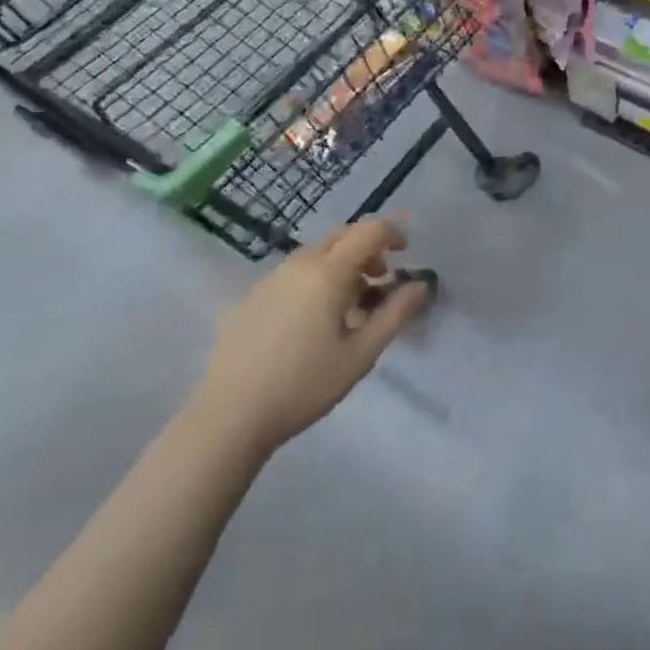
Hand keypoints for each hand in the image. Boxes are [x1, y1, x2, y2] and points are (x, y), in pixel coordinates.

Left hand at [191, 220, 431, 455]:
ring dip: (340, 264)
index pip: (369, 231)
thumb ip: (395, 314)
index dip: (393, 233)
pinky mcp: (249, 297)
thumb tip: (420, 284)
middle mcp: (299, 263)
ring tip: (346, 305)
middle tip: (379, 279)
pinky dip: (312, 279)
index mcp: (328, 272)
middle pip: (341, 235)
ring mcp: (270, 278)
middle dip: (367, 248)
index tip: (406, 254)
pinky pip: (291, 273)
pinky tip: (308, 321)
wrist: (228, 419)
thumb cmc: (304, 385)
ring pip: (315, 253)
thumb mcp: (361, 355)